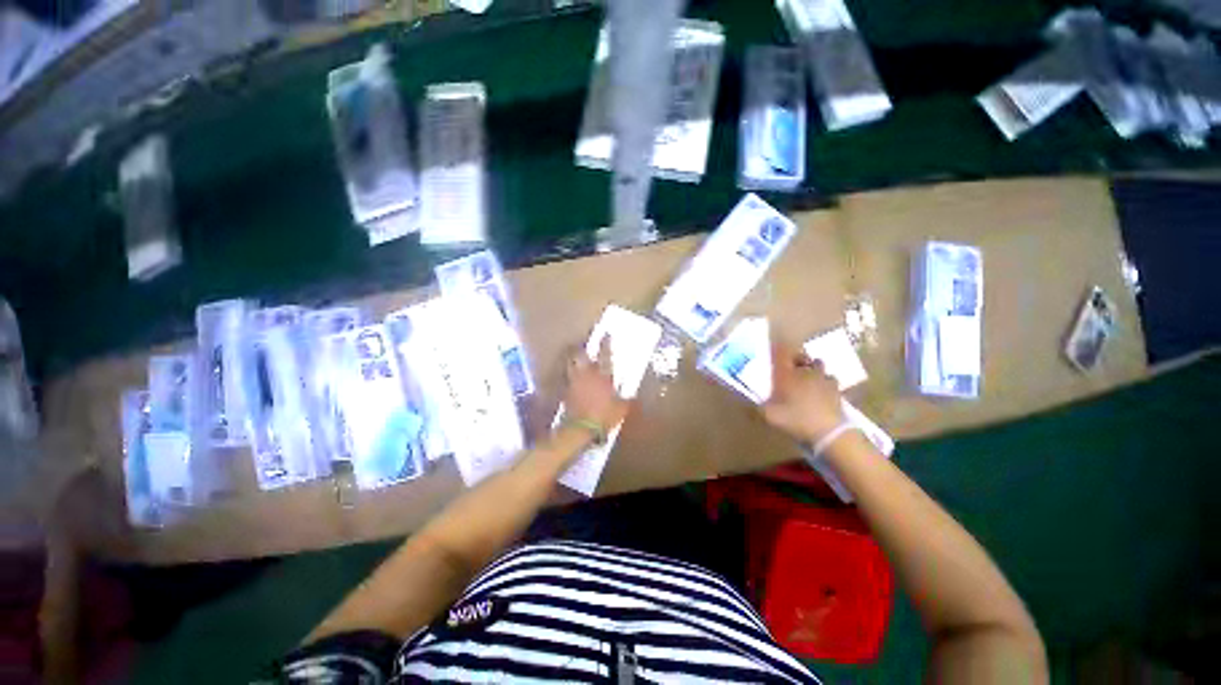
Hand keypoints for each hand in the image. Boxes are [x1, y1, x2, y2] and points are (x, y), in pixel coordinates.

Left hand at [563, 336, 629, 433]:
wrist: (581, 429)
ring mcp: (574, 381)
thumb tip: (635, 396)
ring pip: (570, 364)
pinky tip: (570, 375)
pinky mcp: (566, 390)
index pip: (605, 355)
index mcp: (603, 376)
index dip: (606, 343)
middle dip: (581, 346)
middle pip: (581, 354)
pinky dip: (568, 374)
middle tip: (582, 341)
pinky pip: (566, 377)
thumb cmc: (604, 416)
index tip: (606, 333)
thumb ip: (628, 401)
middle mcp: (587, 374)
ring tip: (573, 354)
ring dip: (572, 358)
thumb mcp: (622, 409)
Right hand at [763, 340, 846, 443]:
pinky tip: (821, 388)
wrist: (829, 431)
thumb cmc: (796, 419)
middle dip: (795, 357)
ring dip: (811, 366)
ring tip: (806, 375)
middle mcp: (804, 370)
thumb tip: (745, 406)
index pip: (780, 352)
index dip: (776, 347)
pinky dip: (825, 380)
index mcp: (786, 373)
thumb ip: (756, 409)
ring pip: (817, 363)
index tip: (772, 346)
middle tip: (789, 365)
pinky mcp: (835, 388)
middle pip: (800, 355)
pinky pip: (830, 378)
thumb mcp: (769, 416)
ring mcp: (822, 377)